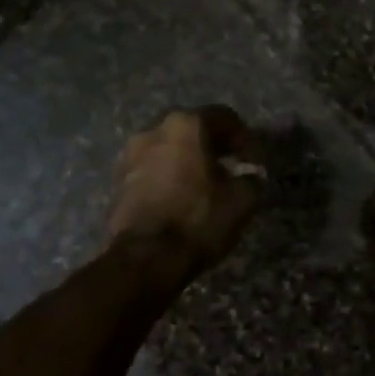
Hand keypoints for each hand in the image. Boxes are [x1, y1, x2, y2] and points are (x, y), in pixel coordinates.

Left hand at [108, 107, 264, 274]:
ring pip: (170, 148)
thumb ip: (252, 179)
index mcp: (186, 124)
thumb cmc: (198, 219)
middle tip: (232, 166)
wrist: (144, 258)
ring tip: (206, 185)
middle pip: (193, 129)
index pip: (224, 117)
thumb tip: (251, 176)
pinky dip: (170, 176)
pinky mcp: (118, 180)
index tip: (256, 162)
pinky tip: (182, 197)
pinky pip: (152, 169)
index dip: (246, 139)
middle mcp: (154, 129)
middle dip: (214, 145)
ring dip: (189, 160)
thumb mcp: (242, 200)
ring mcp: (131, 154)